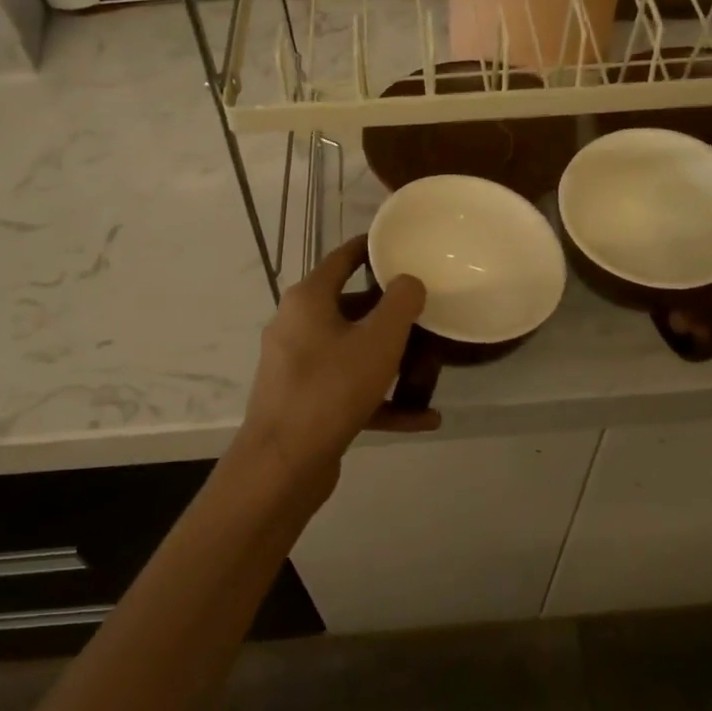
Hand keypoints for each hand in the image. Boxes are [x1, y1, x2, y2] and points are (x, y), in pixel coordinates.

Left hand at [233, 236, 435, 504]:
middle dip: (388, 311)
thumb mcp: (379, 340)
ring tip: (427, 363)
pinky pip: (349, 390)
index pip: (341, 259)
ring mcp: (298, 367)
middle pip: (349, 307)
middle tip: (424, 310)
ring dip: (388, 359)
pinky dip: (381, 399)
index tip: (400, 246)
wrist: (283, 464)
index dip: (370, 249)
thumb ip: (401, 303)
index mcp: (308, 300)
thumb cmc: (331, 388)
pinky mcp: (305, 402)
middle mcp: (297, 326)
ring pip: (351, 351)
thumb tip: (409, 282)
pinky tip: (422, 417)